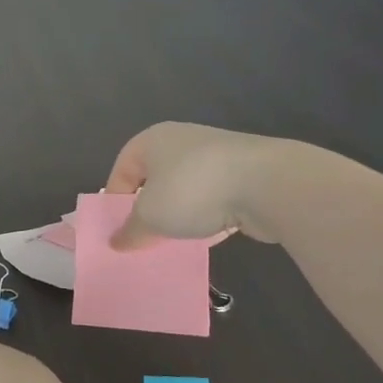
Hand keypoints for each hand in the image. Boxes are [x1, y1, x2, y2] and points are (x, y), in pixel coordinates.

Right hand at [103, 121, 281, 249]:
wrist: (266, 183)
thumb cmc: (193, 190)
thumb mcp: (151, 217)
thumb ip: (131, 231)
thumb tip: (116, 242)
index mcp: (152, 140)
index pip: (122, 169)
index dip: (115, 200)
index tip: (118, 229)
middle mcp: (181, 141)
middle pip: (154, 179)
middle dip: (148, 210)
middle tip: (144, 238)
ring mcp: (215, 156)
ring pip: (185, 190)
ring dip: (179, 215)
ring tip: (175, 242)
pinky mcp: (242, 174)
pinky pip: (214, 198)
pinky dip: (208, 217)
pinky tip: (208, 238)